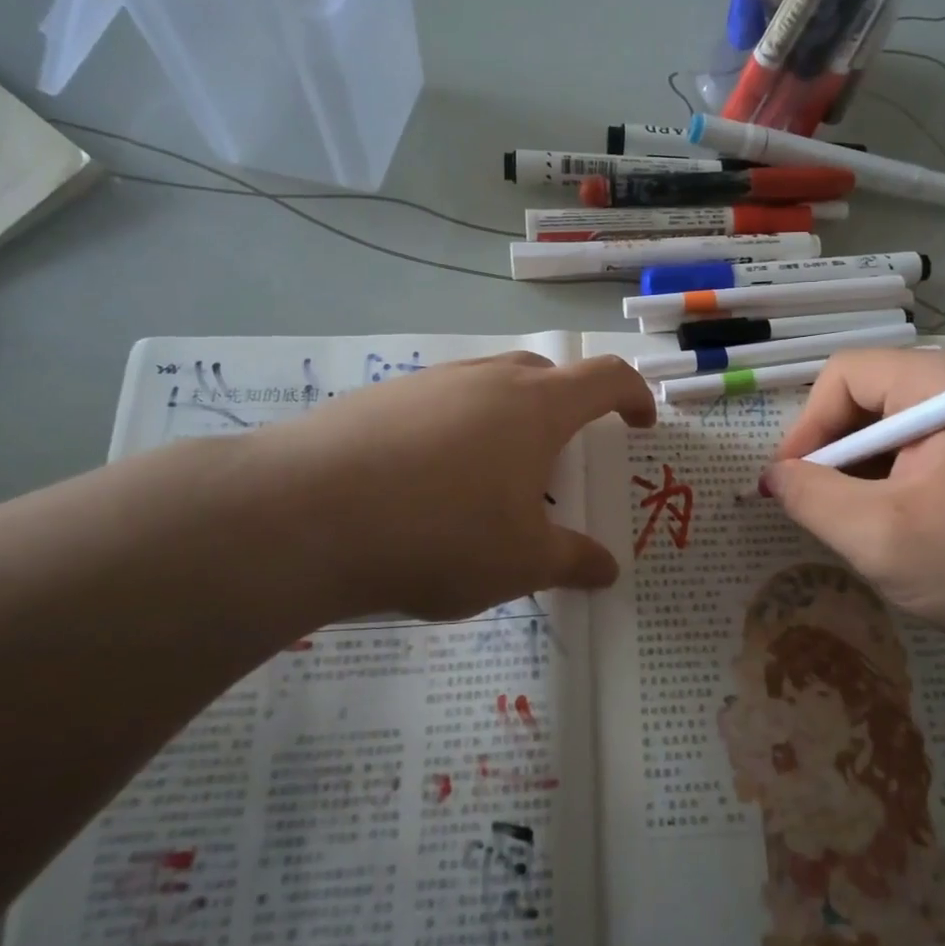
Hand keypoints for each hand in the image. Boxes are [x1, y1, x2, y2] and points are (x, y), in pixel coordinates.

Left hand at [215, 352, 654, 622]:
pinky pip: (439, 403)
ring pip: (488, 386)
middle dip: (568, 408)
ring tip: (493, 476)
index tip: (640, 423)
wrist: (303, 514)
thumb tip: (608, 570)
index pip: (605, 378)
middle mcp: (486, 379)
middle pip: (545, 375)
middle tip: (562, 457)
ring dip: (507, 419)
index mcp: (536, 406)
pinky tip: (429, 481)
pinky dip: (455, 431)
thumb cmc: (440, 533)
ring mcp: (429, 382)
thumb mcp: (520, 562)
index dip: (633, 395)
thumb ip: (572, 561)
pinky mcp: (380, 398)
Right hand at [759, 350, 944, 653]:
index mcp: (941, 381)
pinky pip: (924, 443)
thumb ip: (812, 498)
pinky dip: (897, 476)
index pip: (842, 376)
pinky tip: (904, 520)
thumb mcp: (882, 537)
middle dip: (835, 453)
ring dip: (865, 469)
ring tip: (864, 521)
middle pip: (867, 396)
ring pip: (893, 423)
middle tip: (825, 508)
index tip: (794, 485)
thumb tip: (773, 476)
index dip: (806, 428)